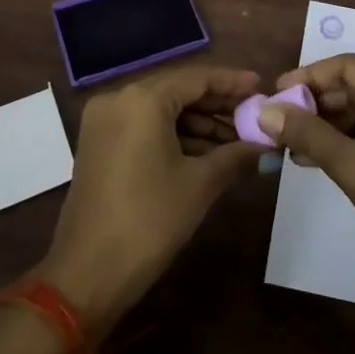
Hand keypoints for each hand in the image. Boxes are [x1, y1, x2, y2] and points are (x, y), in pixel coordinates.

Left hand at [40, 65, 264, 335]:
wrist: (87, 275)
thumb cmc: (148, 221)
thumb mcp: (199, 185)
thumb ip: (237, 156)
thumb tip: (268, 146)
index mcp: (142, 99)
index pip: (196, 78)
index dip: (232, 83)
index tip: (262, 86)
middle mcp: (119, 98)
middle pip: (178, 91)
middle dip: (217, 105)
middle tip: (254, 117)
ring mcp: (104, 121)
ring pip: (162, 110)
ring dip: (199, 123)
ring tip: (238, 141)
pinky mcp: (99, 144)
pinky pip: (144, 126)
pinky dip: (175, 136)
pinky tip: (207, 153)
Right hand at [262, 54, 354, 304]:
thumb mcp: (351, 167)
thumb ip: (307, 134)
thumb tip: (265, 112)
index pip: (348, 67)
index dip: (309, 77)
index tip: (277, 96)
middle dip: (319, 105)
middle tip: (283, 125)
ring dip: (336, 125)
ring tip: (298, 148)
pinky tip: (328, 158)